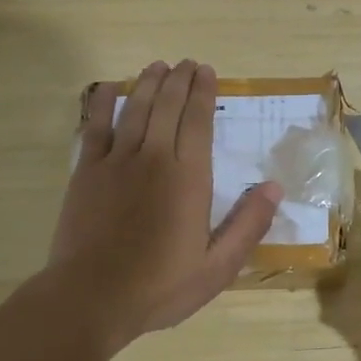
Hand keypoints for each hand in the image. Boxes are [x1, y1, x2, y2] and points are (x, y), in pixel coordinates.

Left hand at [50, 60, 281, 346]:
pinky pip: (95, 127)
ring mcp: (116, 162)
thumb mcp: (218, 267)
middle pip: (167, 106)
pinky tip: (108, 89)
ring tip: (157, 66)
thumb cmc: (161, 286)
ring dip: (147, 84)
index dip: (203, 93)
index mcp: (189, 178)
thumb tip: (274, 188)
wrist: (92, 298)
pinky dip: (103, 104)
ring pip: (134, 109)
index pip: (198, 121)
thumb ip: (248, 225)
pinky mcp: (87, 173)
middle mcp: (153, 158)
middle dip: (178, 80)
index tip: (207, 72)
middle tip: (186, 63)